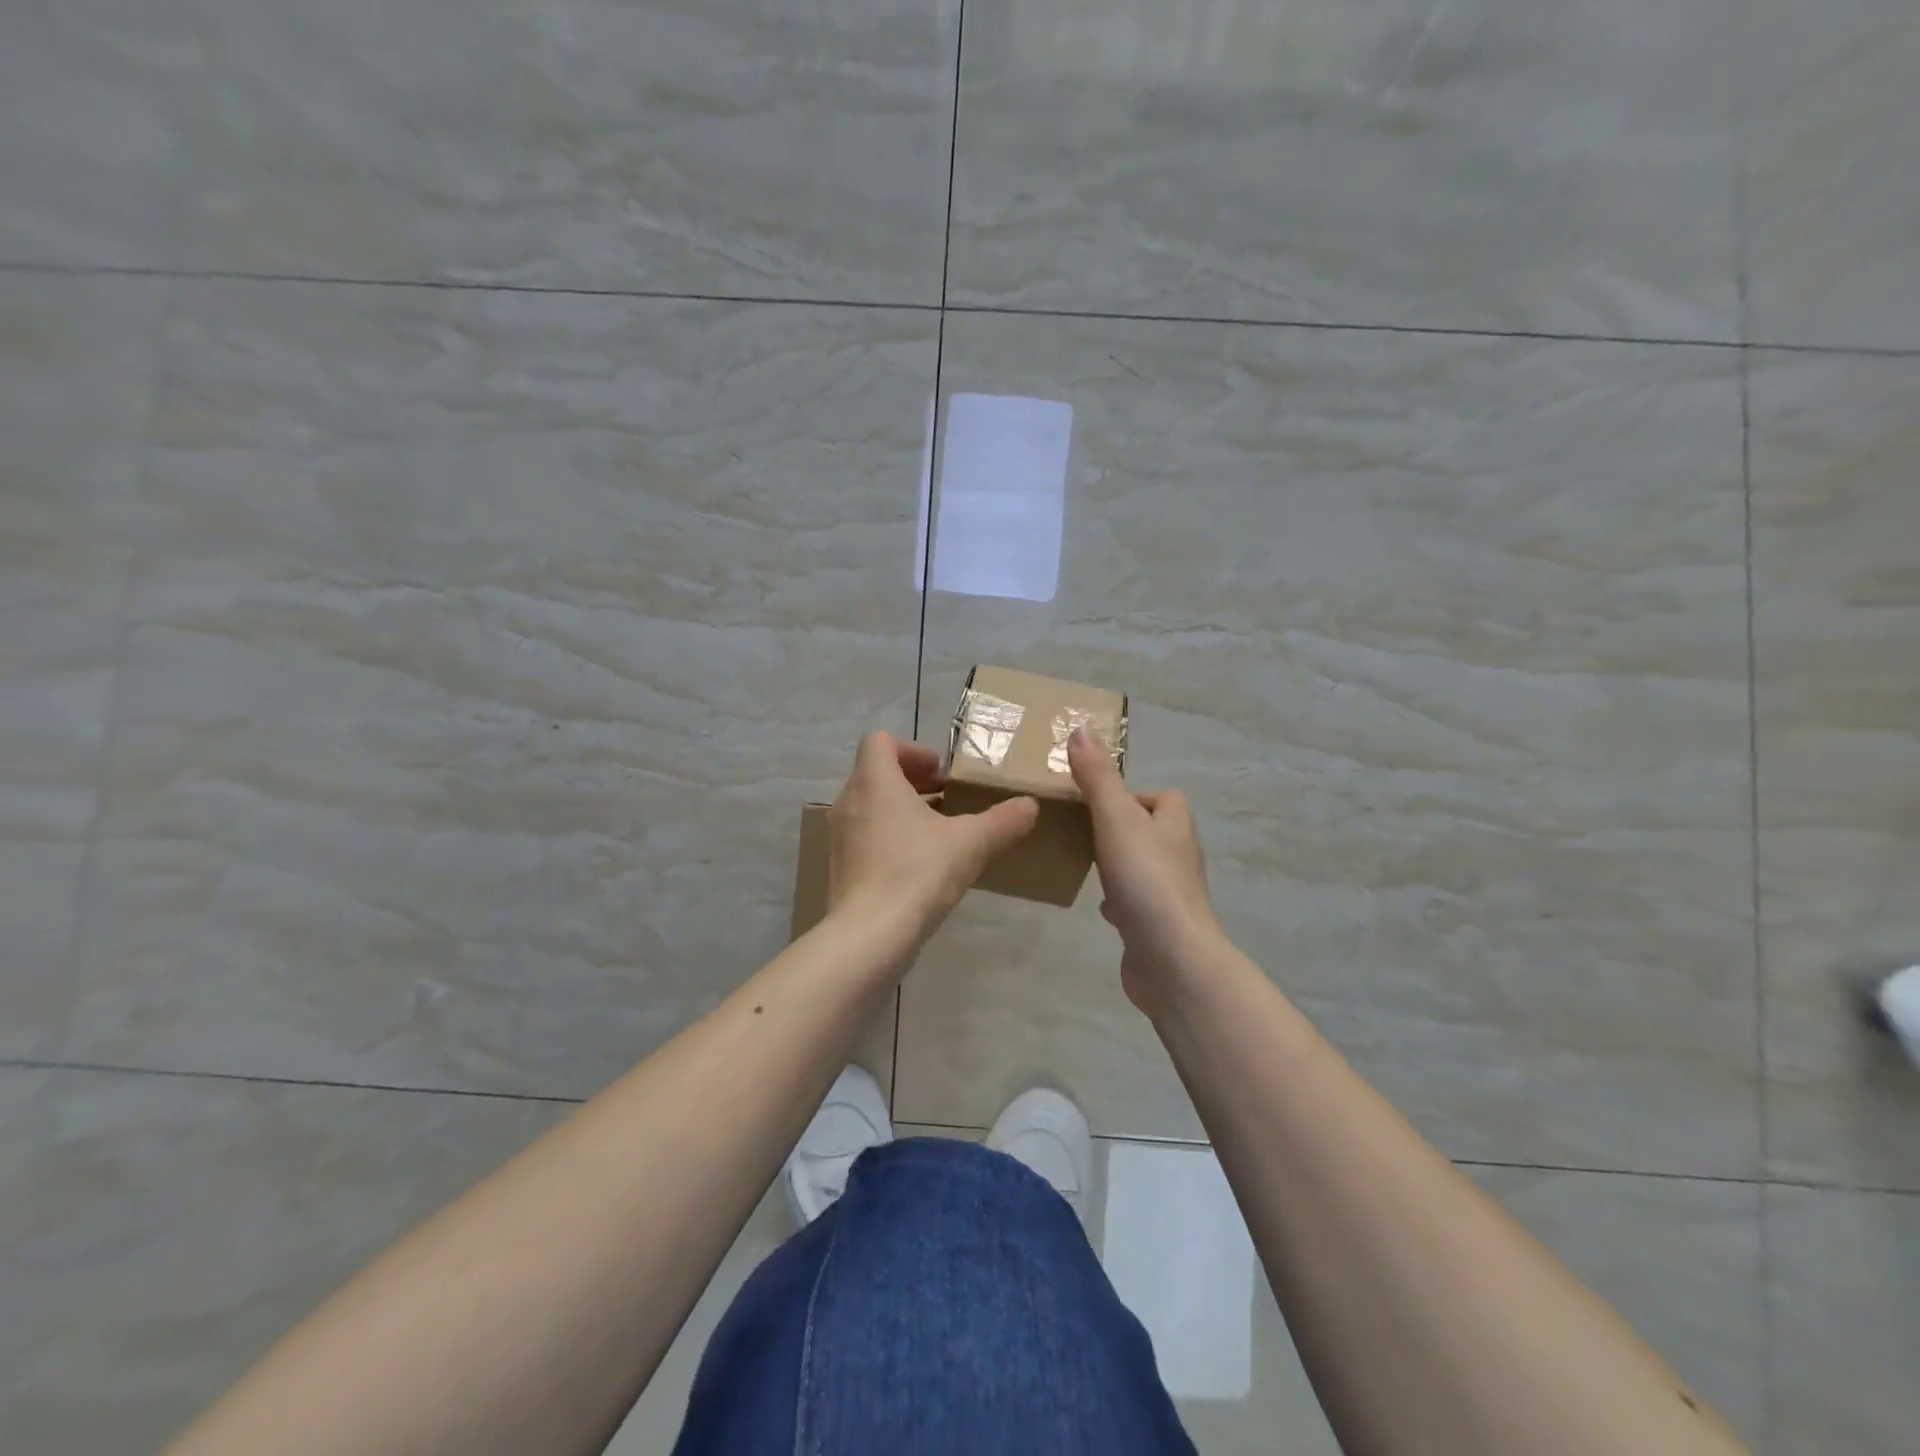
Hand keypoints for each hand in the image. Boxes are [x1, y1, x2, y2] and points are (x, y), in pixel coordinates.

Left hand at [829, 731, 1038, 936]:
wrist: (869, 934)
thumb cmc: (917, 872)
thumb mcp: (971, 843)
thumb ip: (1003, 820)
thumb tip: (1030, 806)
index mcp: (875, 781)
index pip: (880, 741)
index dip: (912, 749)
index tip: (940, 772)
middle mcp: (850, 800)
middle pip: (876, 772)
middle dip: (912, 780)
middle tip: (946, 797)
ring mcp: (839, 835)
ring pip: (870, 805)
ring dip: (901, 809)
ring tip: (937, 831)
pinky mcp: (839, 865)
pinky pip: (864, 835)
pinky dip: (888, 835)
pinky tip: (918, 864)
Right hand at [1067, 729, 1226, 1015]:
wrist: (1171, 959)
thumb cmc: (1146, 879)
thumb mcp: (1115, 818)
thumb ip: (1097, 777)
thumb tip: (1081, 729)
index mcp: (1175, 825)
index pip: (1164, 797)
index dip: (1134, 794)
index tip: (1097, 801)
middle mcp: (1178, 856)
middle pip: (1152, 830)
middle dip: (1121, 827)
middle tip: (1081, 828)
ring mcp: (1170, 893)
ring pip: (1142, 866)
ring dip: (1118, 862)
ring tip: (1084, 861)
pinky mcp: (1157, 926)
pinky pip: (1136, 902)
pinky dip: (1118, 899)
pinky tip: (1098, 905)